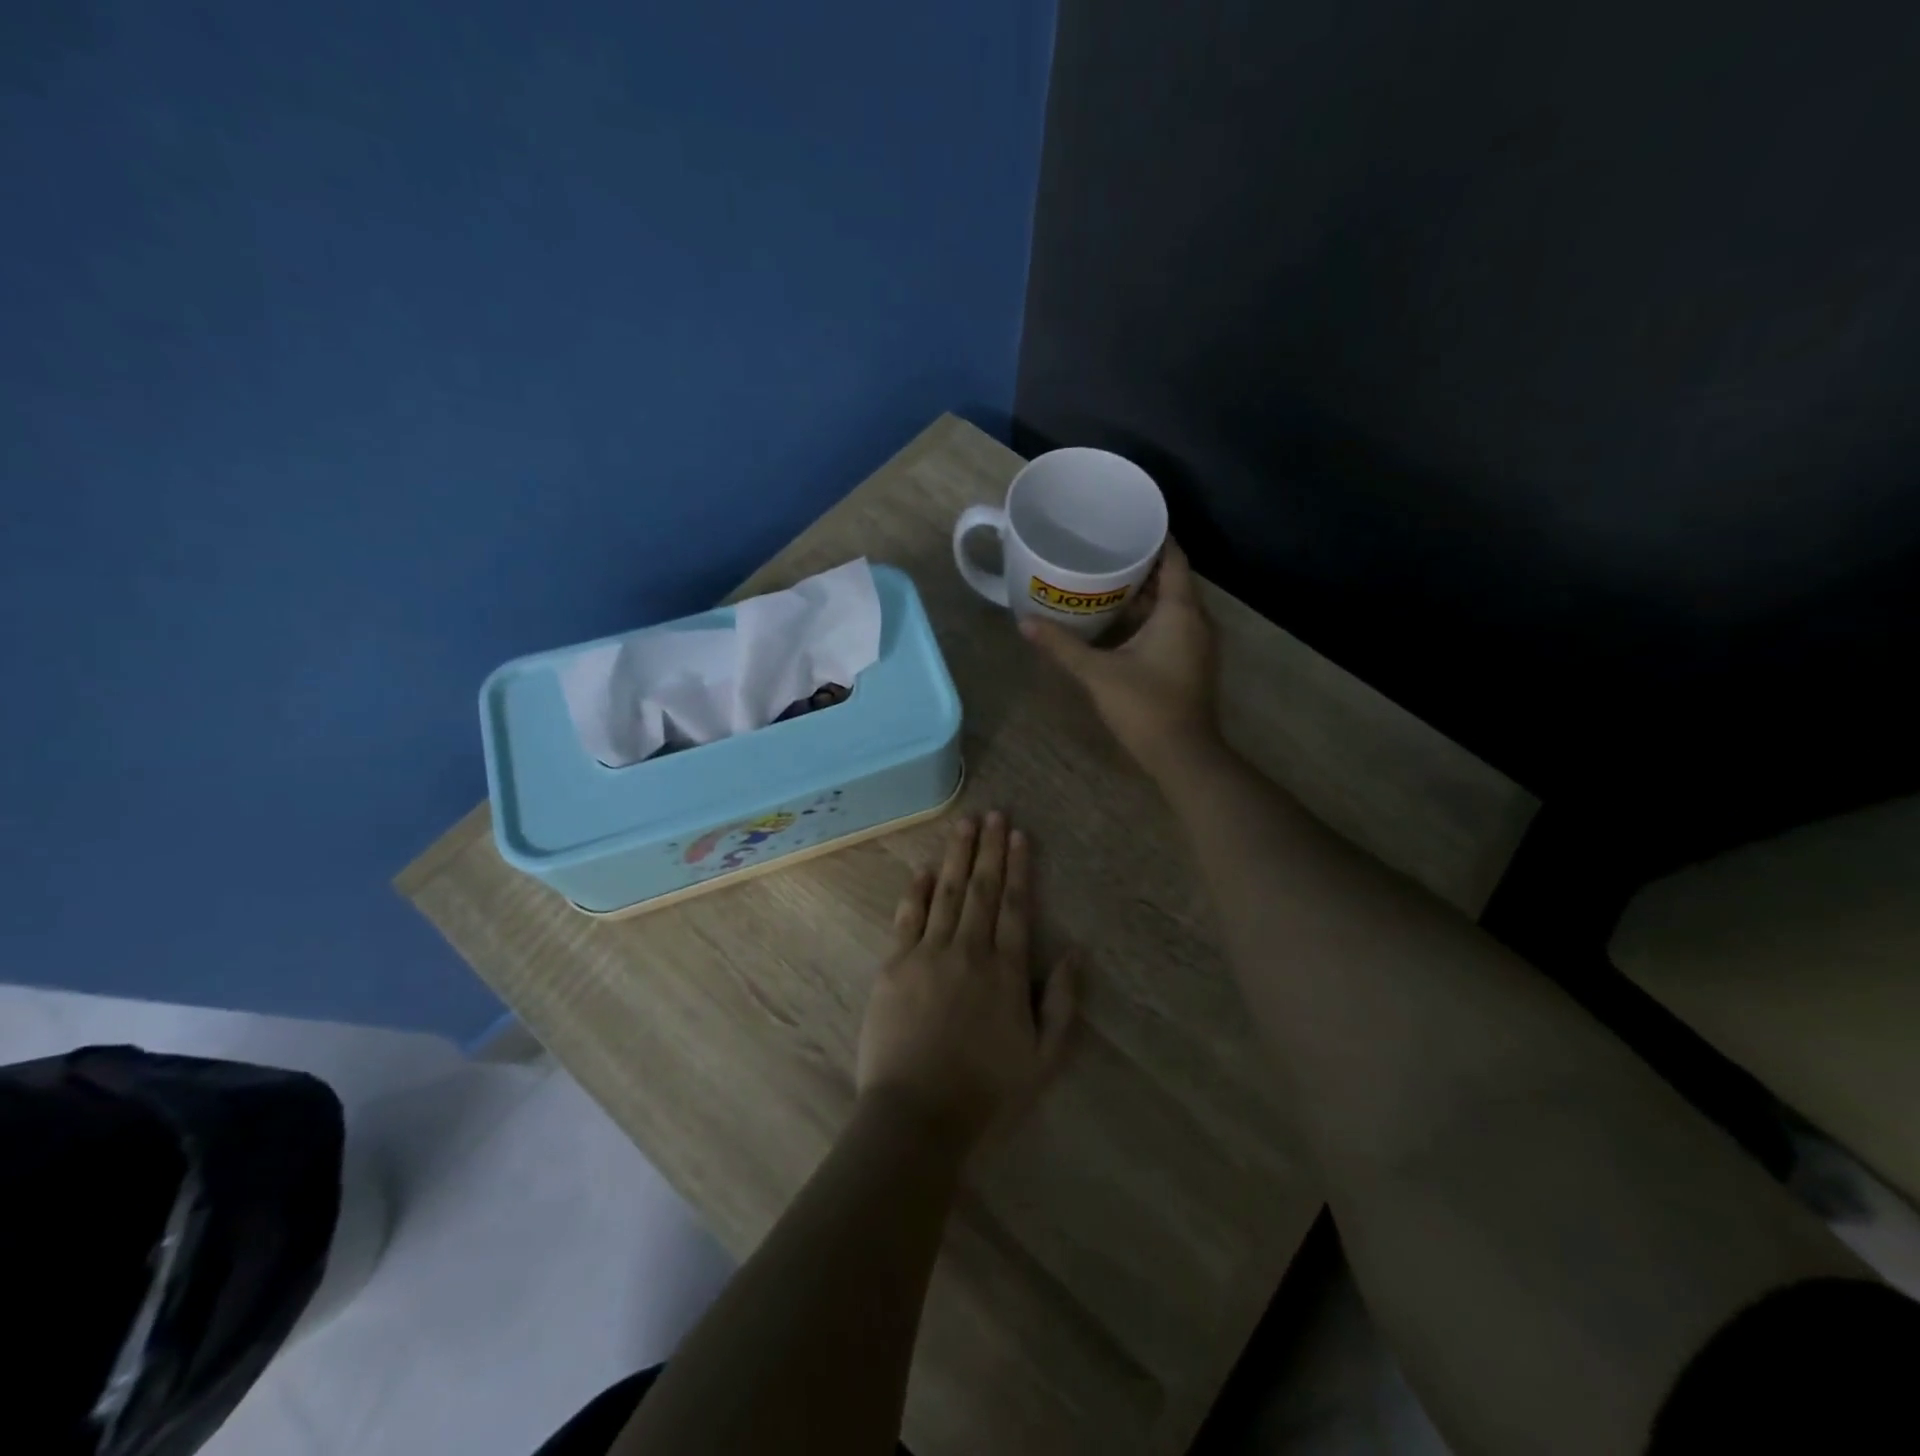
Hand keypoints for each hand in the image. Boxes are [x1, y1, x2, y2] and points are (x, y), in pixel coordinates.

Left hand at [856, 812, 1077, 1148]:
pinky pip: (907, 917)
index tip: (1018, 835)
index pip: (1016, 906)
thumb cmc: (987, 1091)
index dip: (1019, 867)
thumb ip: (1063, 1003)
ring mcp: (928, 954)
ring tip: (964, 824)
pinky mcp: (894, 966)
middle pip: (981, 889)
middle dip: (989, 849)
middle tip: (993, 813)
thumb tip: (1076, 952)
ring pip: (945, 893)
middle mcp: (969, 950)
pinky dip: (915, 890)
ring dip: (956, 856)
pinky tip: (922, 869)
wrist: (918, 1115)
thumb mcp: (1044, 1058)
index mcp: (1006, 971)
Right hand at [1020, 539, 1221, 778]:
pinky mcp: (1190, 661)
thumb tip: (1025, 622)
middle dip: (1141, 563)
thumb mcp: (1098, 673)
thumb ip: (1062, 645)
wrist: (1182, 755)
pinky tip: (1118, 619)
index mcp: (1180, 611)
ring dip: (1144, 591)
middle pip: (1172, 578)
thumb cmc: (1145, 706)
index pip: (1174, 557)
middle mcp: (1196, 620)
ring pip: (1171, 604)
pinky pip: (1172, 624)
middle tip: (1104, 548)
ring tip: (1105, 577)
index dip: (1154, 536)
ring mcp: (1196, 642)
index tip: (1125, 522)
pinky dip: (1149, 615)